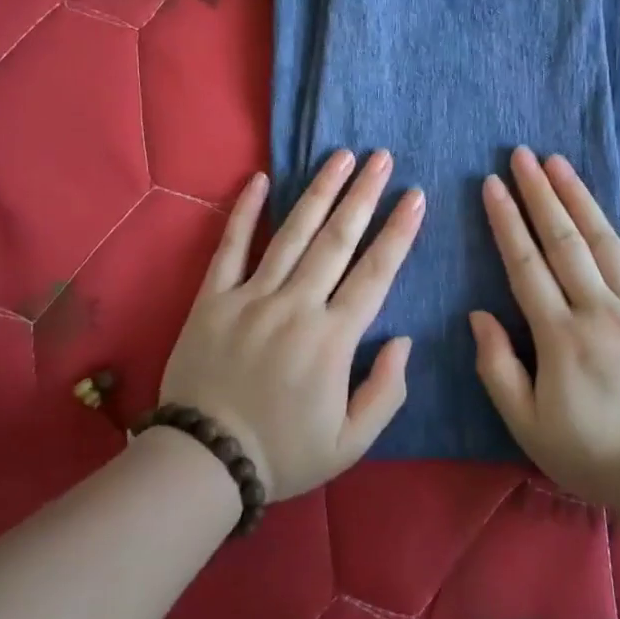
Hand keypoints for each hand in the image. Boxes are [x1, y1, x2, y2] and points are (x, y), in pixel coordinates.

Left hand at [160, 150, 424, 499]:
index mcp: (332, 339)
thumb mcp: (351, 443)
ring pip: (291, 233)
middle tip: (381, 157)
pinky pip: (230, 246)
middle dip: (363, 195)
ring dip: (319, 191)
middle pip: (337, 240)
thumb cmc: (284, 454)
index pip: (375, 273)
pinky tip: (259, 179)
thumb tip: (404, 339)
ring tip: (340, 156)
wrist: (204, 462)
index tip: (415, 195)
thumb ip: (386, 391)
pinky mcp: (212, 298)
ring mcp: (250, 297)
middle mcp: (295, 306)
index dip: (399, 232)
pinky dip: (244, 211)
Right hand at [471, 147, 619, 510]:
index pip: (525, 265)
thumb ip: (497, 368)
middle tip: (521, 154)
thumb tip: (477, 314)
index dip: (506, 221)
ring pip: (605, 241)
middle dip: (539, 193)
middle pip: (563, 241)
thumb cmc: (590, 452)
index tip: (491, 184)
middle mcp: (600, 311)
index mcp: (560, 338)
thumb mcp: (527, 424)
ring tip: (558, 162)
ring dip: (579, 197)